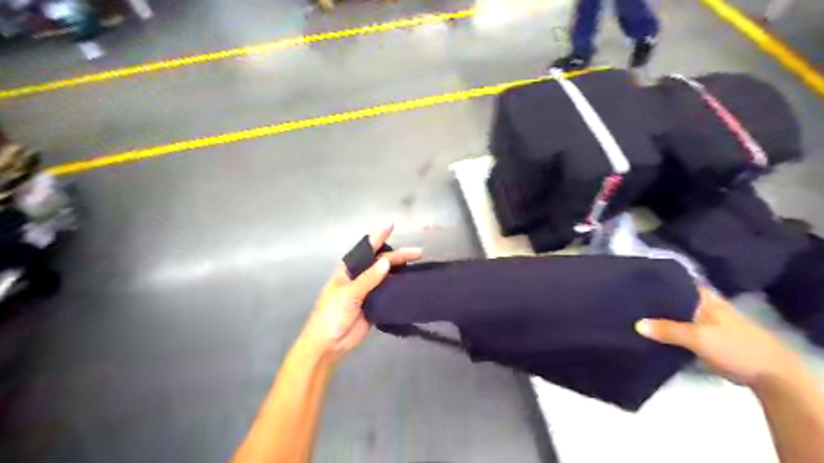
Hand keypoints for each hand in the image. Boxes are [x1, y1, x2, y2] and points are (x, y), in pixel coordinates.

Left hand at [300, 224, 421, 360]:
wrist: (329, 345)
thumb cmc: (331, 315)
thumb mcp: (348, 294)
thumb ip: (368, 279)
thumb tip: (387, 262)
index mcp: (348, 270)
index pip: (365, 249)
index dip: (378, 237)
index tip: (391, 225)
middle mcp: (359, 276)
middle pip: (380, 261)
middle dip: (398, 255)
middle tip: (418, 252)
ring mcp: (368, 290)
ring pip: (387, 275)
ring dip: (401, 268)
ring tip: (418, 263)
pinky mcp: (375, 303)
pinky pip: (389, 290)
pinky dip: (399, 285)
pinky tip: (411, 281)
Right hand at [637, 288, 798, 388]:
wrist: (770, 375)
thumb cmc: (736, 347)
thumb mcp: (699, 338)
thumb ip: (668, 330)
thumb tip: (636, 324)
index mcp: (703, 297)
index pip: (674, 282)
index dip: (654, 281)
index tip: (631, 282)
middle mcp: (701, 304)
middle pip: (671, 298)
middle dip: (652, 300)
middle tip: (624, 300)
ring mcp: (703, 321)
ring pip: (673, 315)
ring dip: (657, 317)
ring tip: (629, 314)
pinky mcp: (703, 337)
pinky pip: (677, 330)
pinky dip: (665, 331)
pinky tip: (648, 333)